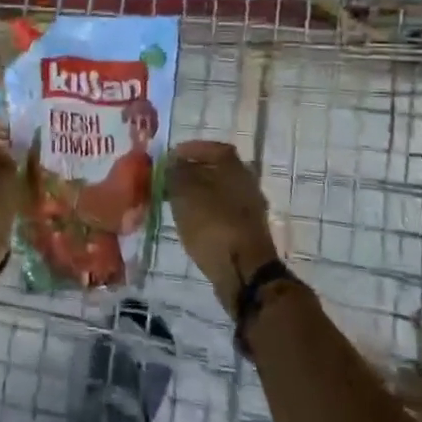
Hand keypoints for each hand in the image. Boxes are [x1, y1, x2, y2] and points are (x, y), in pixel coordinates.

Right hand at [166, 140, 280, 308]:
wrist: (244, 272)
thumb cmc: (213, 226)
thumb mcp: (185, 195)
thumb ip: (177, 174)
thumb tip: (173, 164)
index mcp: (235, 168)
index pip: (215, 148)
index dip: (193, 149)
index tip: (172, 156)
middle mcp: (247, 184)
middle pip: (219, 170)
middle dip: (194, 172)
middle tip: (171, 179)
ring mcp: (250, 210)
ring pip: (220, 192)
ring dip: (199, 193)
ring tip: (175, 201)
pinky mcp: (247, 232)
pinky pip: (223, 212)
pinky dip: (207, 212)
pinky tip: (191, 221)